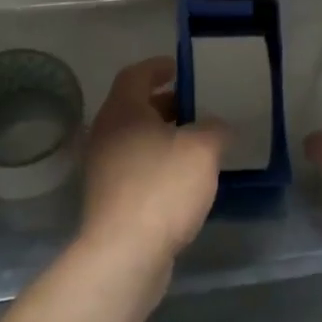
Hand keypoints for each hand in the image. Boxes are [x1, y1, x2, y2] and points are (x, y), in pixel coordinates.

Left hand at [79, 57, 224, 267]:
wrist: (124, 254)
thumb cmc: (161, 188)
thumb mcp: (201, 150)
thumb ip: (214, 129)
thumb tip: (217, 126)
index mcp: (123, 110)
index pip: (136, 74)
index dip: (158, 67)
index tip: (181, 69)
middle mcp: (106, 133)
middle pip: (135, 107)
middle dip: (166, 104)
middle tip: (197, 106)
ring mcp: (104, 167)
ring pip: (136, 139)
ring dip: (164, 136)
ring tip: (197, 142)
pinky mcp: (109, 198)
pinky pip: (136, 166)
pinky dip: (158, 163)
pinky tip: (184, 178)